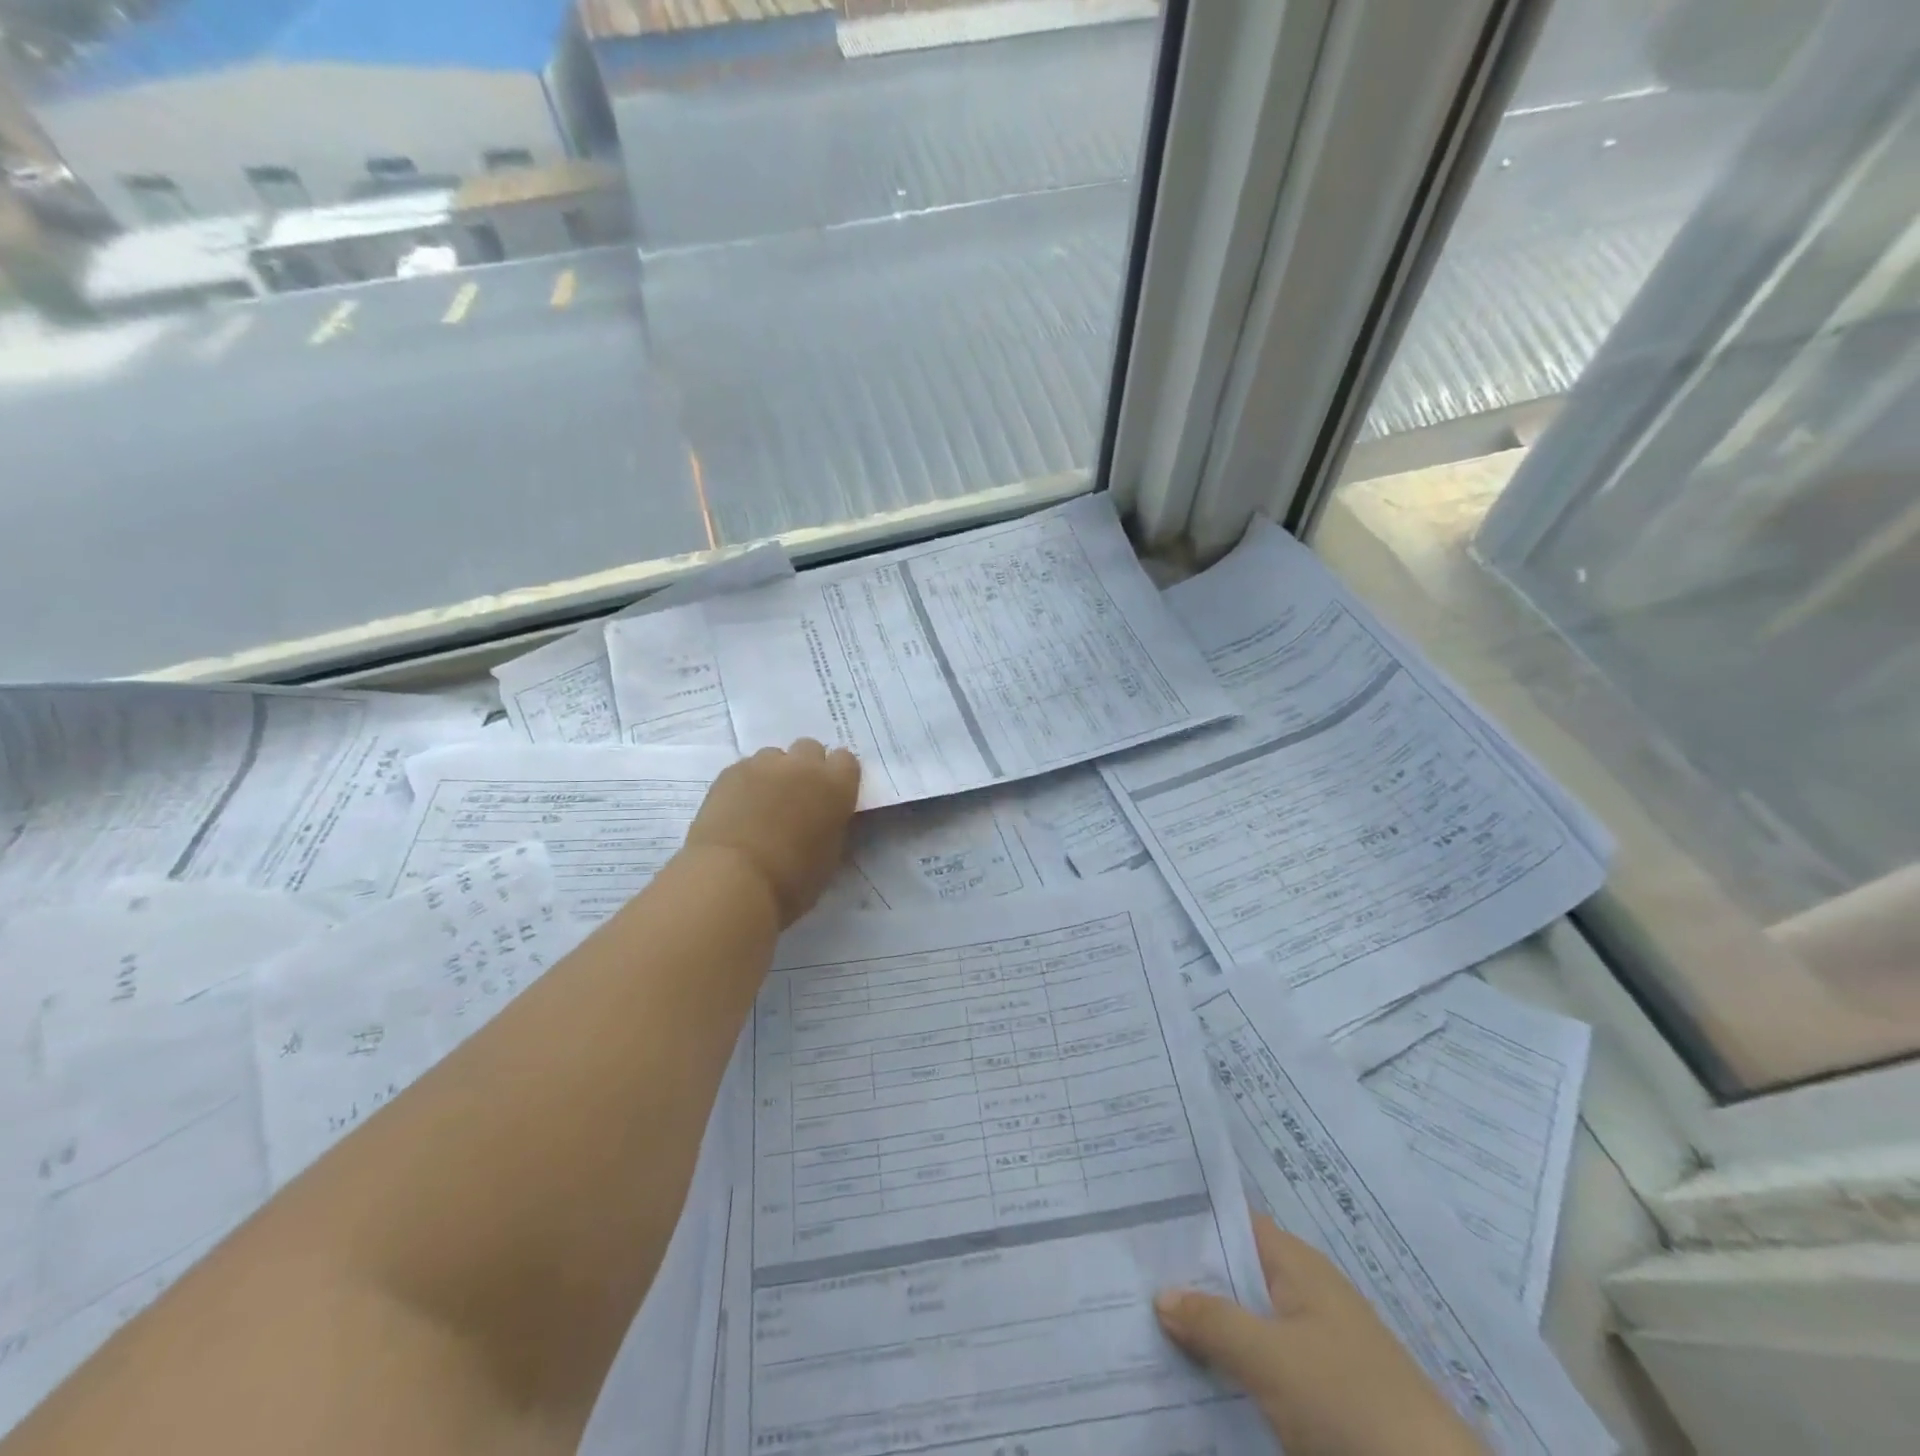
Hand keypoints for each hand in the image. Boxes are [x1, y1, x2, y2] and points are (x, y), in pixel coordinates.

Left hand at [684, 740, 860, 926]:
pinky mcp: (730, 772)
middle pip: (810, 748)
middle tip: (797, 797)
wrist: (733, 879)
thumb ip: (833, 826)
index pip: (847, 760)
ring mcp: (763, 765)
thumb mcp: (830, 856)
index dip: (838, 777)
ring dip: (775, 773)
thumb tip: (827, 818)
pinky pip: (745, 768)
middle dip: (806, 767)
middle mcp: (803, 766)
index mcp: (836, 787)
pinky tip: (738, 809)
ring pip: (774, 756)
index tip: (830, 796)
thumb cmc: (792, 880)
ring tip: (763, 803)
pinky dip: (746, 783)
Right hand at [1155, 1214, 1487, 1455]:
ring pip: (1246, 1324)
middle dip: (1188, 1277)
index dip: (1188, 1219)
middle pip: (1235, 1273)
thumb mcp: (1273, 1360)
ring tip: (1145, 1322)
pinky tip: (1193, 1378)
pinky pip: (1262, 1366)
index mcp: (1298, 1266)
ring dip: (1206, 1328)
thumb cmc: (1352, 1405)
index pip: (1232, 1222)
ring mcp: (1316, 1347)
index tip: (1137, 1219)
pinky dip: (1230, 1367)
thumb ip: (1213, 1322)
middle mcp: (1306, 1295)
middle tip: (1127, 1272)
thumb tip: (1160, 1293)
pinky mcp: (1323, 1396)